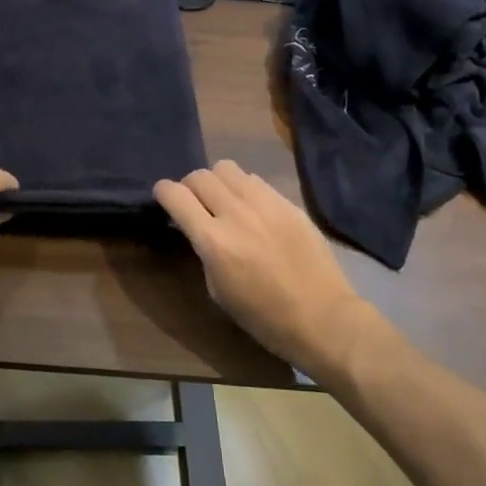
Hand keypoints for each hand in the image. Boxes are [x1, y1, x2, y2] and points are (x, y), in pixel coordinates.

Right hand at [154, 161, 373, 375]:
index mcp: (213, 240)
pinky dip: (244, 188)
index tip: (164, 199)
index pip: (175, 194)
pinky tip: (253, 209)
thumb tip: (197, 228)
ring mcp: (266, 204)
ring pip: (227, 168)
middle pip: (199, 176)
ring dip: (217, 182)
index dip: (163, 192)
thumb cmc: (263, 316)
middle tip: (194, 204)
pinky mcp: (288, 203)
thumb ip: (204, 250)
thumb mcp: (218, 289)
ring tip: (224, 201)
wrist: (322, 317)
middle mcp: (236, 213)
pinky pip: (256, 181)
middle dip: (189, 187)